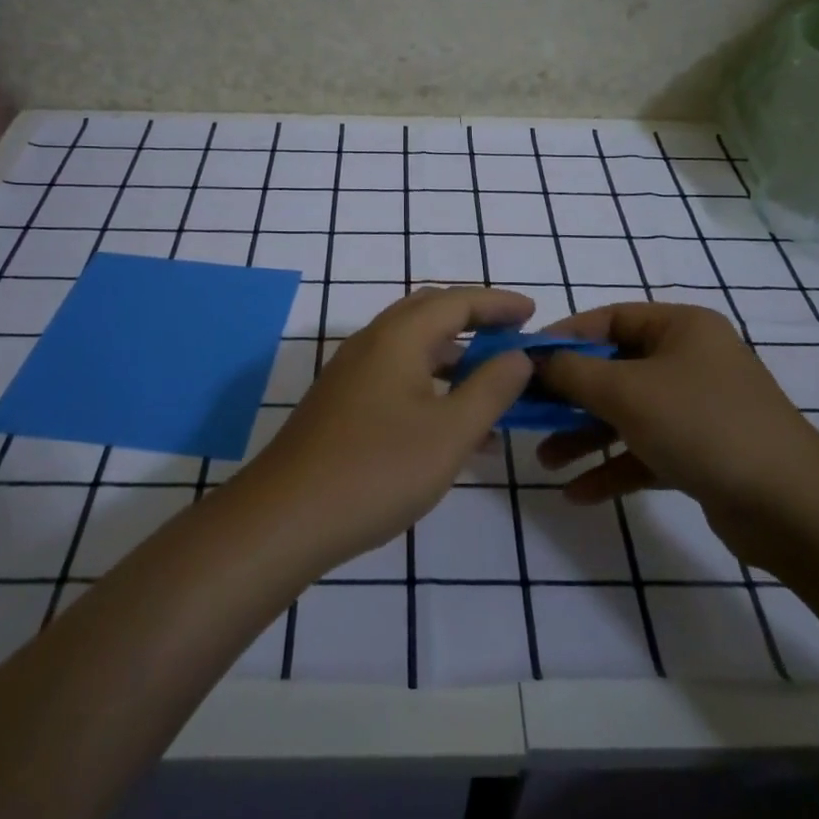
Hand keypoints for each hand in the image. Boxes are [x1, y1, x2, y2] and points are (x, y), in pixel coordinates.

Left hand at [239, 286, 534, 567]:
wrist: (286, 517)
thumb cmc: (377, 470)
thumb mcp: (450, 432)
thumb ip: (490, 389)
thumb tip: (517, 356)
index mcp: (398, 337)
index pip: (457, 301)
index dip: (498, 303)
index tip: (533, 314)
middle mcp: (372, 343)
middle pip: (430, 314)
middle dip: (475, 321)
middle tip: (512, 337)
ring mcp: (352, 374)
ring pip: (414, 349)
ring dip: (455, 359)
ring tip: (495, 387)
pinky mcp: (343, 404)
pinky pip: (398, 378)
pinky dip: (432, 387)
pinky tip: (455, 429)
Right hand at [534, 303, 818, 514]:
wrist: (791, 507)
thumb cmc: (702, 425)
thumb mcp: (626, 391)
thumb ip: (572, 372)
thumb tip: (533, 360)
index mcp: (680, 328)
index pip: (608, 319)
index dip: (563, 338)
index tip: (523, 361)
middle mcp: (689, 361)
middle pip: (613, 369)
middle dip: (568, 396)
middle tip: (527, 414)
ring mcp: (697, 409)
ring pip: (626, 414)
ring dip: (584, 436)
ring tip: (545, 461)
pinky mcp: (701, 453)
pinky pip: (645, 451)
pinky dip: (612, 467)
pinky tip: (578, 493)